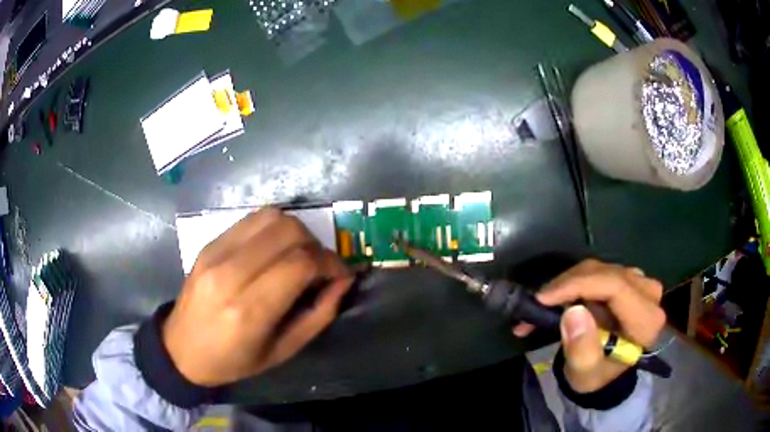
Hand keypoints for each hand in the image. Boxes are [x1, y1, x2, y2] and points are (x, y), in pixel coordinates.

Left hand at [162, 207, 353, 386]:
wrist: (181, 349)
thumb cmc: (234, 361)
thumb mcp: (283, 351)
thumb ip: (318, 315)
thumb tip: (343, 280)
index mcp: (248, 311)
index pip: (300, 264)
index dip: (330, 263)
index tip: (341, 274)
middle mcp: (229, 274)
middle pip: (287, 231)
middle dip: (316, 244)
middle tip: (320, 266)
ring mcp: (215, 253)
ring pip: (270, 217)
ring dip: (295, 231)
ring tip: (298, 254)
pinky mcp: (208, 243)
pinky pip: (251, 220)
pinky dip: (273, 228)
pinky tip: (274, 249)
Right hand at [512, 259, 665, 392]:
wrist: (608, 374)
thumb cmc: (598, 377)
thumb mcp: (586, 373)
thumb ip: (582, 349)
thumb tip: (573, 312)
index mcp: (646, 320)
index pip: (616, 286)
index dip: (579, 286)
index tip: (544, 298)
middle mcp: (648, 294)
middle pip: (605, 274)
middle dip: (567, 286)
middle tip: (536, 305)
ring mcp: (640, 283)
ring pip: (599, 269)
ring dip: (567, 285)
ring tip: (542, 306)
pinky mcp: (629, 280)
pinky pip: (598, 272)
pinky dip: (574, 284)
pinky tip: (557, 299)